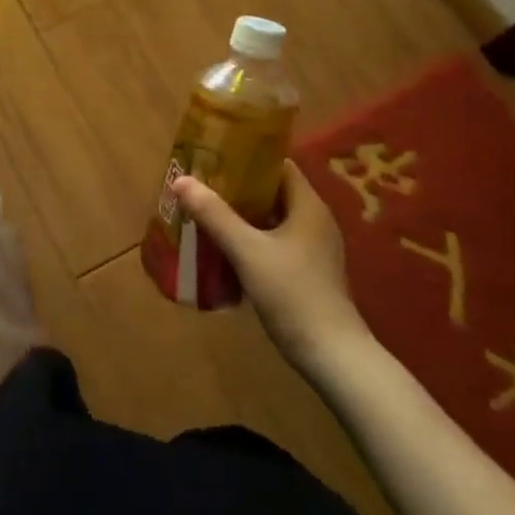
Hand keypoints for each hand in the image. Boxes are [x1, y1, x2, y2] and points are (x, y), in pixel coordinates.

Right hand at [174, 161, 366, 365]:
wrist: (332, 356)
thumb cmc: (292, 294)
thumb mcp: (247, 251)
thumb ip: (214, 215)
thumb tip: (181, 180)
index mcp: (308, 206)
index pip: (278, 165)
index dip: (247, 157)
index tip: (214, 157)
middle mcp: (314, 221)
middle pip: (272, 191)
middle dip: (237, 188)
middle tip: (202, 186)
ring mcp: (313, 249)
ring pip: (272, 219)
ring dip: (242, 215)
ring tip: (206, 213)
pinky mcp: (308, 272)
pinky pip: (275, 242)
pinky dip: (251, 238)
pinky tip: (225, 248)